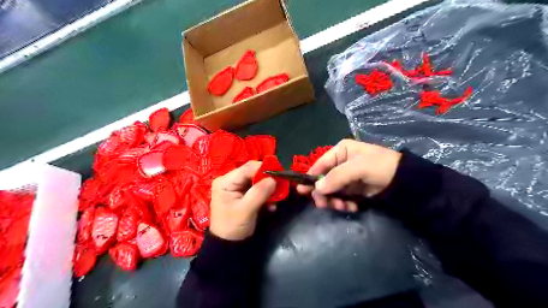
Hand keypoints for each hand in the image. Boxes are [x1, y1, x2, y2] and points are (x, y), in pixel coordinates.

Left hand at [210, 162, 278, 240]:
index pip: (248, 168)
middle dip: (268, 180)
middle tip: (281, 187)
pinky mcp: (243, 194)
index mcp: (226, 181)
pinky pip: (258, 189)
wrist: (228, 245)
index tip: (280, 175)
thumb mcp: (246, 210)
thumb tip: (274, 179)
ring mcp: (237, 187)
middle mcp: (230, 180)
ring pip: (258, 181)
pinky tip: (271, 206)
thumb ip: (259, 192)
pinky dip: (266, 195)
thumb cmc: (233, 227)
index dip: (265, 169)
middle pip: (253, 173)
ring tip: (276, 199)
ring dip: (269, 189)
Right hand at [295, 140, 400, 211]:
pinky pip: (342, 197)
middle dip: (323, 192)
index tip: (303, 190)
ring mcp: (348, 178)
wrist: (405, 181)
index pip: (320, 164)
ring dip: (333, 200)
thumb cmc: (380, 166)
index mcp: (341, 151)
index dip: (311, 177)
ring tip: (340, 206)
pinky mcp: (354, 190)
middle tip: (321, 204)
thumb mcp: (358, 167)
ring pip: (332, 190)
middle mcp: (341, 163)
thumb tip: (317, 188)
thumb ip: (336, 177)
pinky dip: (343, 204)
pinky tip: (350, 207)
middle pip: (324, 179)